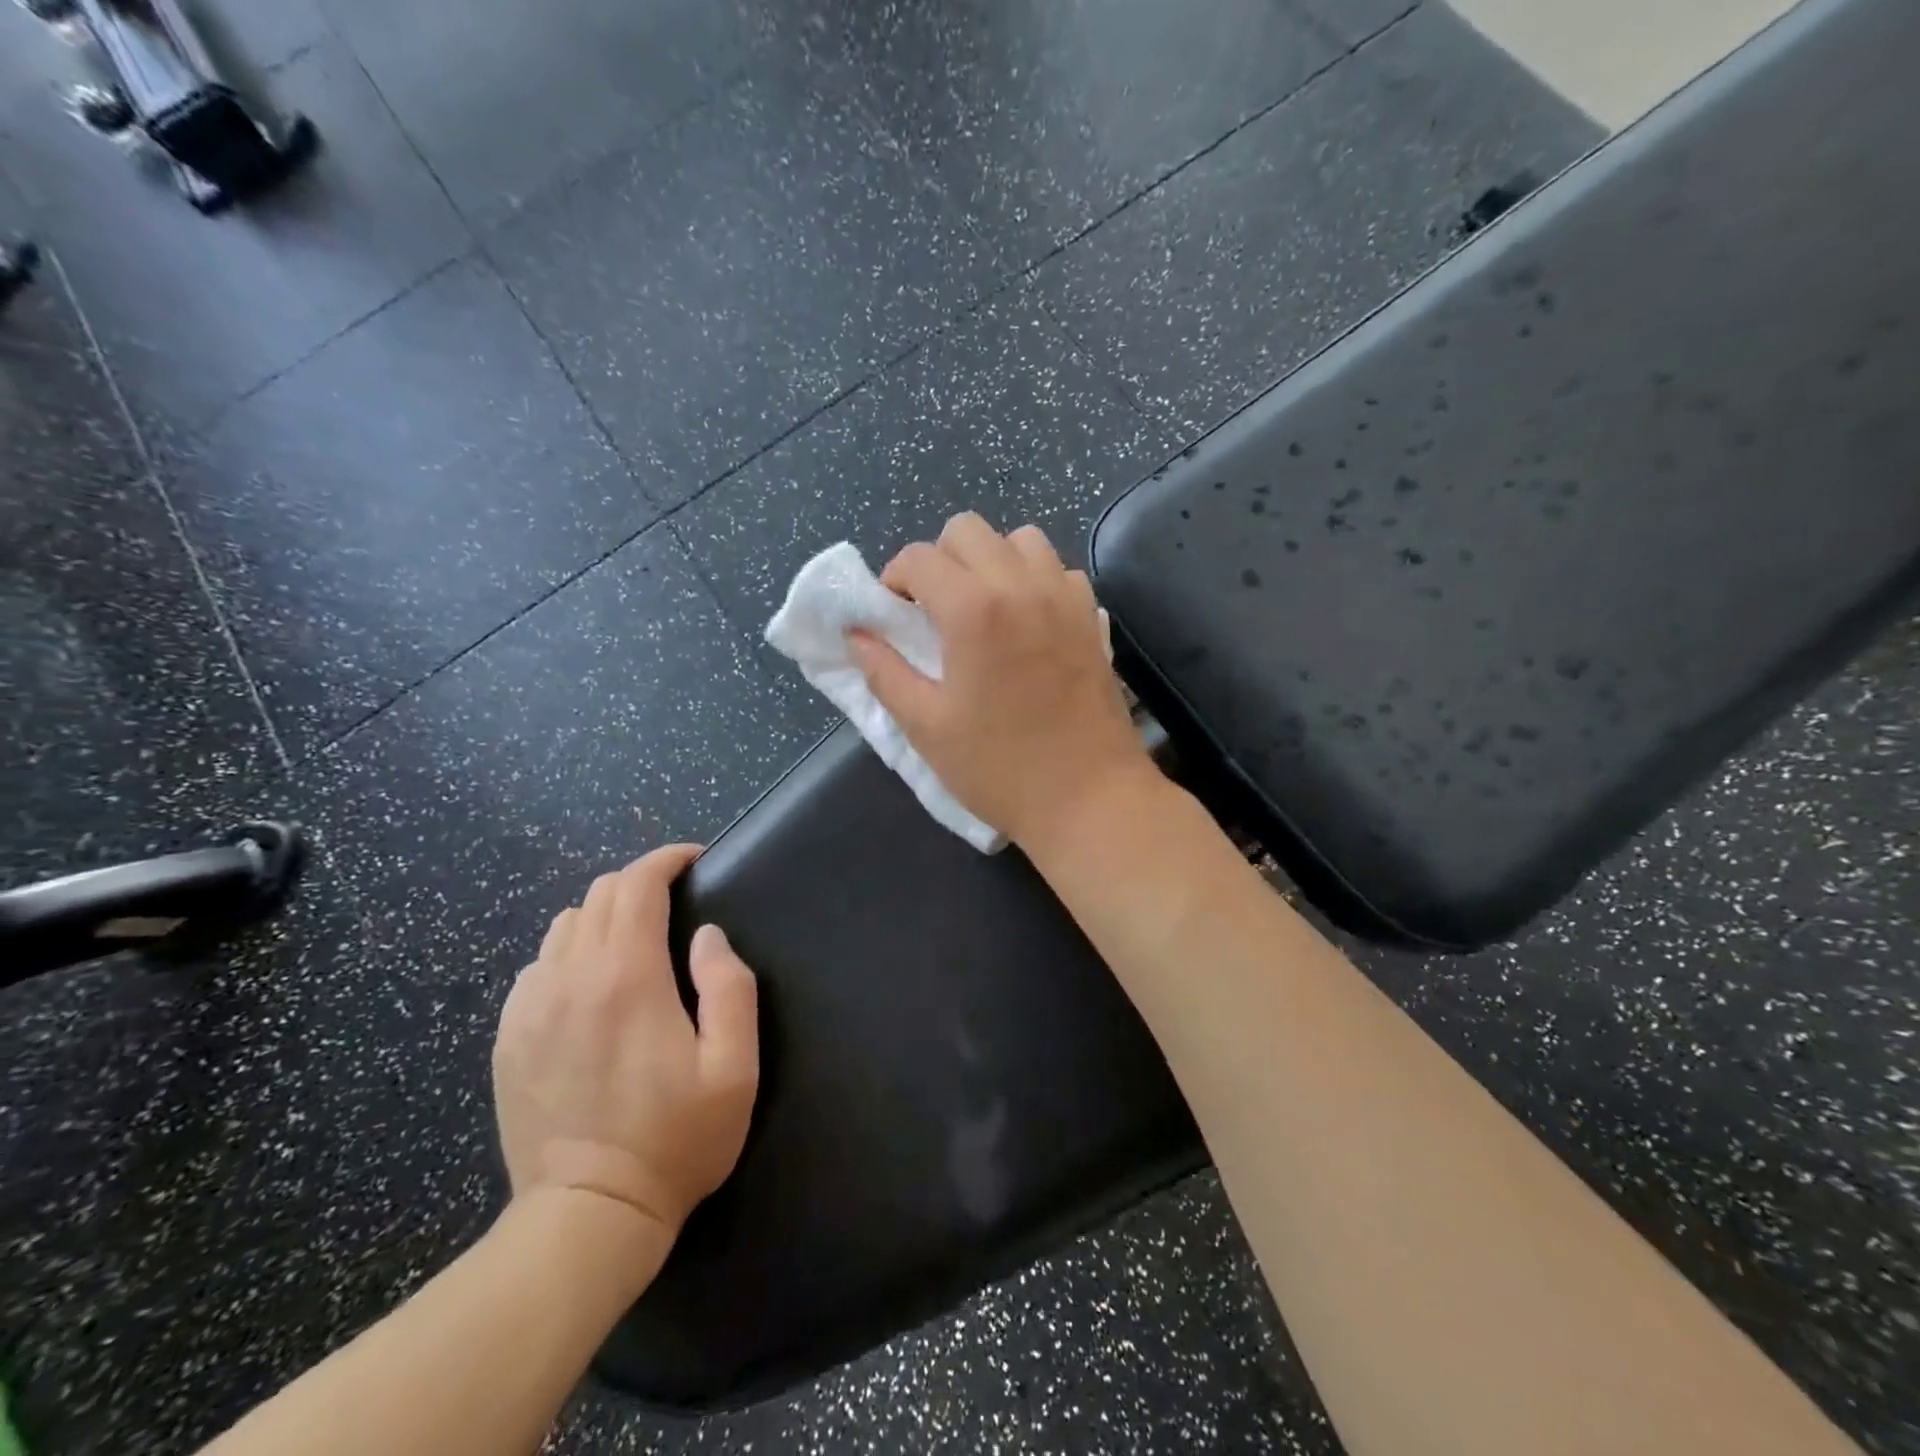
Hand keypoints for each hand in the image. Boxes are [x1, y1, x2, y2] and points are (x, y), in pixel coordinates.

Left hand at [493, 844, 758, 1235]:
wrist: (587, 1216)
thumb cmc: (676, 1139)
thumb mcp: (734, 1066)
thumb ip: (729, 987)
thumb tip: (708, 936)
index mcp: (627, 977)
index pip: (637, 885)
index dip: (666, 860)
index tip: (693, 861)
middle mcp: (570, 978)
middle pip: (600, 895)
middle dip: (640, 883)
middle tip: (674, 903)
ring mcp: (530, 1008)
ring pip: (565, 926)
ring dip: (604, 917)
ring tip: (634, 942)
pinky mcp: (509, 1038)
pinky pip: (537, 967)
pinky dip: (569, 956)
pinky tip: (590, 987)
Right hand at [849, 513, 1155, 850]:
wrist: (1090, 798)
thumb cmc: (1000, 768)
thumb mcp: (926, 727)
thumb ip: (884, 672)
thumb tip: (857, 636)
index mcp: (974, 609)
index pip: (919, 557)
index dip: (893, 580)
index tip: (892, 616)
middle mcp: (1022, 585)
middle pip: (967, 530)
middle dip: (939, 560)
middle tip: (933, 611)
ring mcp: (1064, 597)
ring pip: (1019, 540)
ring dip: (989, 561)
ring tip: (981, 610)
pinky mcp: (1091, 617)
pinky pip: (1057, 570)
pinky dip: (1033, 579)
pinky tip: (1025, 623)